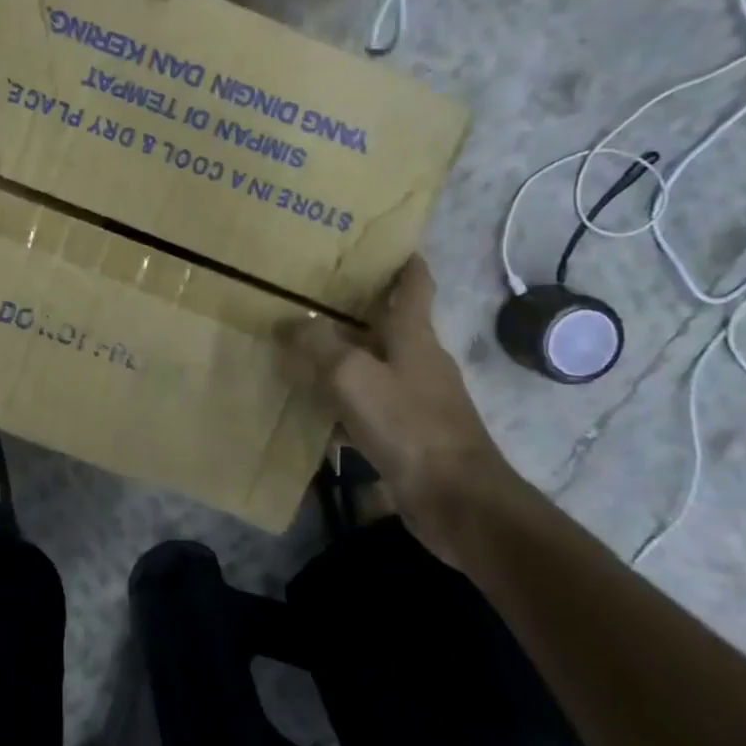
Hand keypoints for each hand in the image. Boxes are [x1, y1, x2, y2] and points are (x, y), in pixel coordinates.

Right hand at [279, 258, 508, 566]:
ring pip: (373, 368)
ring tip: (302, 350)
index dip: (405, 264)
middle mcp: (418, 362)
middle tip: (315, 296)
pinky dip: (343, 404)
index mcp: (414, 337)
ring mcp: (416, 401)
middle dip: (357, 311)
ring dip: (344, 359)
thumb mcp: (353, 375)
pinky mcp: (407, 436)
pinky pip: (368, 408)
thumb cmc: (408, 424)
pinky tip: (314, 411)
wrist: (455, 498)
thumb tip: (290, 322)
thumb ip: (319, 344)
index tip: (391, 246)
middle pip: (387, 327)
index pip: (414, 287)